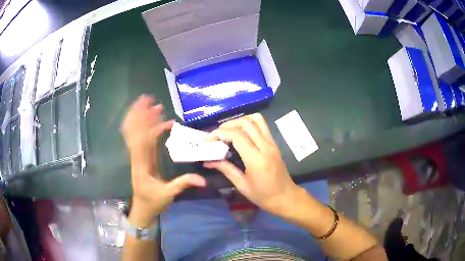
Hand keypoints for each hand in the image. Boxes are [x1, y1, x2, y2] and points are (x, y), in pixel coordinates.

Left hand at [121, 95, 205, 226]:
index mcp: (142, 165)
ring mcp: (139, 157)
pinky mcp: (142, 158)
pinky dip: (148, 129)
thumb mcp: (168, 194)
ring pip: (136, 134)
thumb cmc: (153, 202)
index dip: (148, 123)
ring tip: (150, 105)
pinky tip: (156, 121)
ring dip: (141, 118)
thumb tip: (203, 179)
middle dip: (141, 114)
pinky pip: (142, 140)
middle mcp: (137, 157)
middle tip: (148, 99)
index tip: (156, 111)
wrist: (142, 209)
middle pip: (136, 132)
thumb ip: (183, 184)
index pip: (143, 140)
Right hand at [204, 113, 300, 215]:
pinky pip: (262, 126)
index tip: (209, 139)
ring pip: (257, 119)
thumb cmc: (263, 195)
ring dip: (240, 121)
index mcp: (256, 159)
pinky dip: (249, 124)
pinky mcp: (274, 143)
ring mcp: (272, 143)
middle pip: (246, 123)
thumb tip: (209, 161)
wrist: (285, 197)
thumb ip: (226, 169)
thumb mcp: (242, 185)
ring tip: (229, 130)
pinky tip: (241, 133)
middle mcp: (265, 146)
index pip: (237, 135)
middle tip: (217, 134)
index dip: (220, 133)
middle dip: (228, 125)